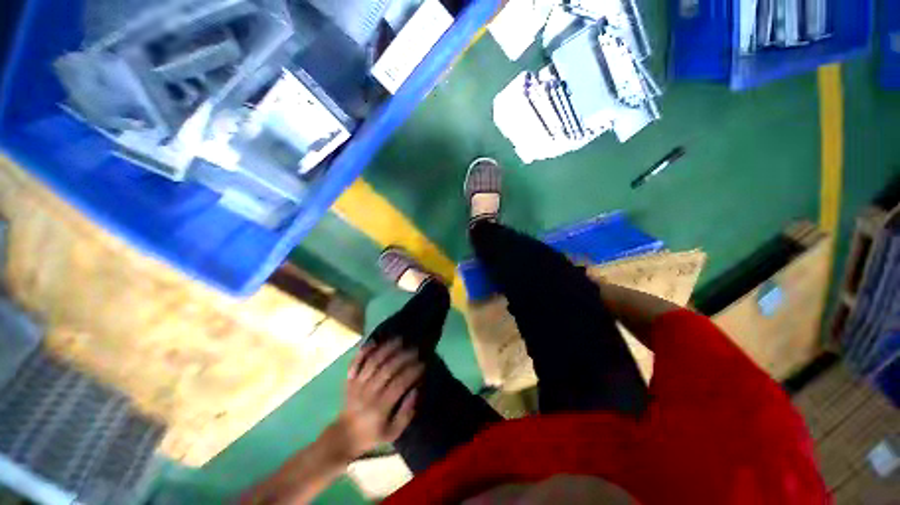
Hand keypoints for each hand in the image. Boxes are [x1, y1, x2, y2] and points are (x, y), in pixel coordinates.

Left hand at [331, 339, 423, 459]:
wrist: (344, 436)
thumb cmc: (372, 434)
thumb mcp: (392, 432)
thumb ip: (406, 413)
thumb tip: (416, 390)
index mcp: (380, 408)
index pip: (399, 384)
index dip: (412, 372)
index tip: (423, 364)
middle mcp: (368, 393)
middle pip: (387, 369)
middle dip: (403, 356)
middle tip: (415, 349)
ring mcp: (357, 385)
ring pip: (373, 362)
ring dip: (387, 349)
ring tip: (400, 339)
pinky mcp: (349, 380)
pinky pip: (355, 362)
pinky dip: (364, 351)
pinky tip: (374, 341)